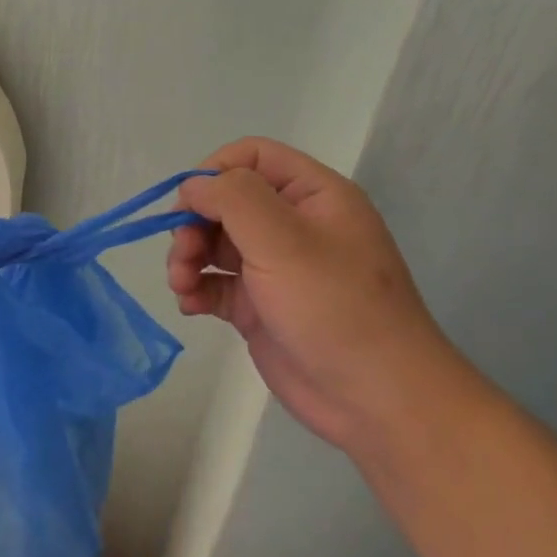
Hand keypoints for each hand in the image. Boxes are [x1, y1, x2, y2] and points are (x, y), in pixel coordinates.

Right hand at [168, 137, 485, 451]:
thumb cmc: (335, 307)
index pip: (252, 157)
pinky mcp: (259, 307)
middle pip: (225, 203)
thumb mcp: (284, 241)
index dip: (214, 172)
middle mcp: (292, 226)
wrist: (375, 398)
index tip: (187, 204)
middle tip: (182, 253)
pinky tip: (191, 306)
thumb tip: (192, 186)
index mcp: (312, 196)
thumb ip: (233, 200)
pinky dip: (196, 290)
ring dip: (187, 258)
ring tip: (181, 285)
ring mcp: (274, 268)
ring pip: (213, 244)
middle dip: (194, 223)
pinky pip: (215, 285)